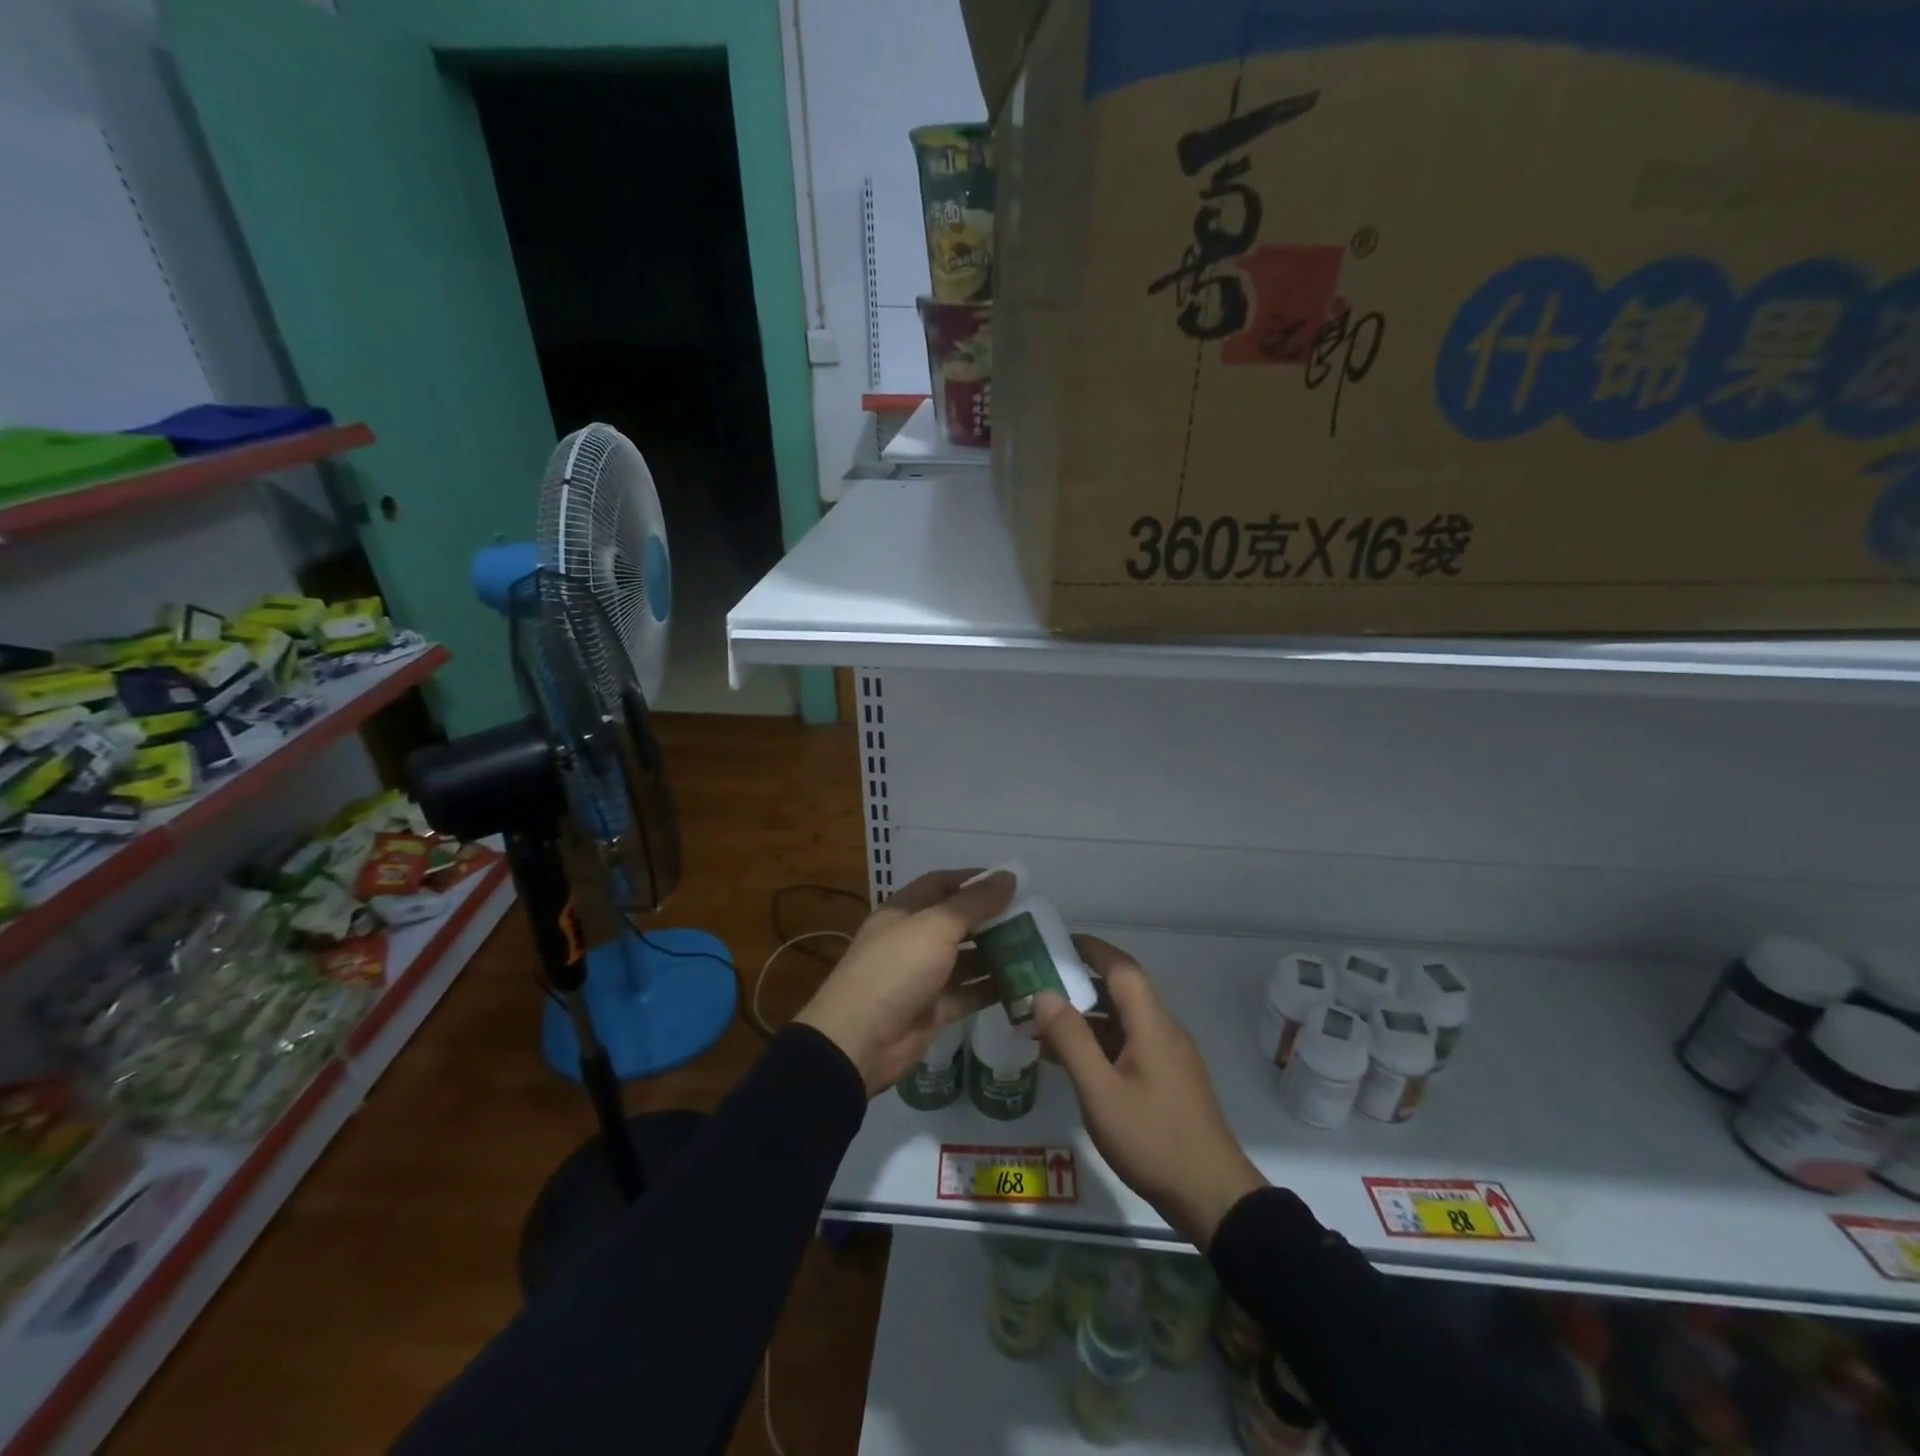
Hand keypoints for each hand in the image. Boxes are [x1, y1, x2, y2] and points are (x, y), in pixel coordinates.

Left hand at [795, 869, 1013, 1095]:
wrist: (859, 1040)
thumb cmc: (896, 969)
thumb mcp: (936, 927)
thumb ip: (975, 903)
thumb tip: (1009, 876)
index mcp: (905, 911)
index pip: (941, 884)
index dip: (973, 880)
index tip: (1011, 883)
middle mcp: (914, 939)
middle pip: (958, 922)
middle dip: (992, 919)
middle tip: (1034, 918)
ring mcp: (924, 976)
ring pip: (967, 959)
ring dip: (997, 954)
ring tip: (1036, 948)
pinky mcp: (934, 1010)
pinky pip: (969, 994)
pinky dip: (993, 989)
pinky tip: (1025, 983)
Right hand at [1036, 936, 1265, 1248]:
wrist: (1212, 1198)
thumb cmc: (1153, 1140)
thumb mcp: (1100, 1092)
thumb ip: (1071, 1040)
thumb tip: (1044, 993)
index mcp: (1152, 1024)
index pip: (1121, 968)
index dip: (1090, 948)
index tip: (1055, 941)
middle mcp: (1164, 1031)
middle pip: (1121, 991)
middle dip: (1080, 982)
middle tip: (1037, 982)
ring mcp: (1169, 1057)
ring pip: (1124, 1021)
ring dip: (1087, 1017)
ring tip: (1043, 1022)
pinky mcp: (1169, 1081)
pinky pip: (1129, 1046)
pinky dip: (1100, 1043)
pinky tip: (1072, 1061)